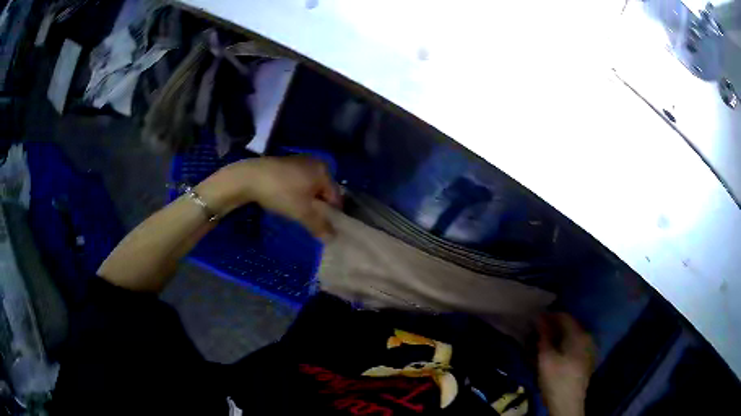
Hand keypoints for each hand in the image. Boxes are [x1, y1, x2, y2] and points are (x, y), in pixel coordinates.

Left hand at [200, 156, 340, 238]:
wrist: (249, 177)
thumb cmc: (281, 192)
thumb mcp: (302, 213)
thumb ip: (319, 225)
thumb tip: (332, 238)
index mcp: (324, 171)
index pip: (336, 197)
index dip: (332, 215)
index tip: (323, 228)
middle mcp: (315, 163)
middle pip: (323, 191)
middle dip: (319, 208)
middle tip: (310, 222)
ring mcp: (299, 161)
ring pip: (310, 187)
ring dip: (307, 202)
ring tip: (297, 214)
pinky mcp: (285, 164)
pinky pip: (298, 182)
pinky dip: (297, 194)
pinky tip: (287, 202)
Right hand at [537, 313, 594, 415]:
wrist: (568, 404)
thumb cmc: (556, 379)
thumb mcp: (546, 358)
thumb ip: (544, 336)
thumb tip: (540, 317)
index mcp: (579, 335)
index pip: (564, 317)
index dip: (548, 317)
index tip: (534, 321)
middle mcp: (587, 338)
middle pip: (568, 327)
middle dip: (551, 330)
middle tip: (535, 337)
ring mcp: (588, 350)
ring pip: (570, 338)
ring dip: (555, 340)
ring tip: (540, 348)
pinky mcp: (586, 361)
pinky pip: (573, 348)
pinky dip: (562, 348)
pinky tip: (551, 356)